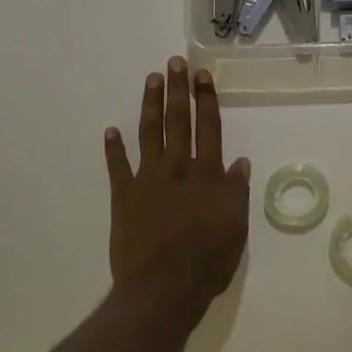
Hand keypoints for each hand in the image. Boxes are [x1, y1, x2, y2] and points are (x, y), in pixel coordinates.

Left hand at [104, 58, 250, 327]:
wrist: (163, 288)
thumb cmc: (208, 260)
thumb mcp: (236, 228)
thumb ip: (236, 192)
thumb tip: (239, 163)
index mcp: (207, 175)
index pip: (208, 127)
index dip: (206, 99)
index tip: (202, 75)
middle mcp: (177, 168)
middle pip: (178, 121)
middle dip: (178, 89)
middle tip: (175, 62)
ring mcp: (147, 180)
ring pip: (149, 134)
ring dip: (150, 105)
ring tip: (152, 79)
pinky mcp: (123, 198)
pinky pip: (117, 168)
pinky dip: (114, 149)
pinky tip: (111, 131)